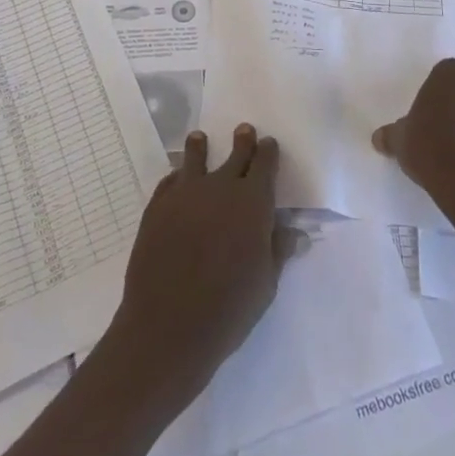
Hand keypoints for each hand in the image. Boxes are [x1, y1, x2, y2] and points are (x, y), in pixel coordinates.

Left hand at [107, 124, 301, 410]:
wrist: (168, 325)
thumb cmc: (228, 310)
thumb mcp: (265, 284)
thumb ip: (278, 250)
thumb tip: (296, 232)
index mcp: (252, 202)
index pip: (264, 165)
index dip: (268, 152)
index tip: (269, 143)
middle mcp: (220, 187)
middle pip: (235, 154)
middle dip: (243, 141)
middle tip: (244, 130)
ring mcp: (185, 193)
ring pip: (195, 158)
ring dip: (201, 147)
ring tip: (199, 138)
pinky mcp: (157, 206)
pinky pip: (170, 181)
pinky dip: (177, 177)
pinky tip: (176, 179)